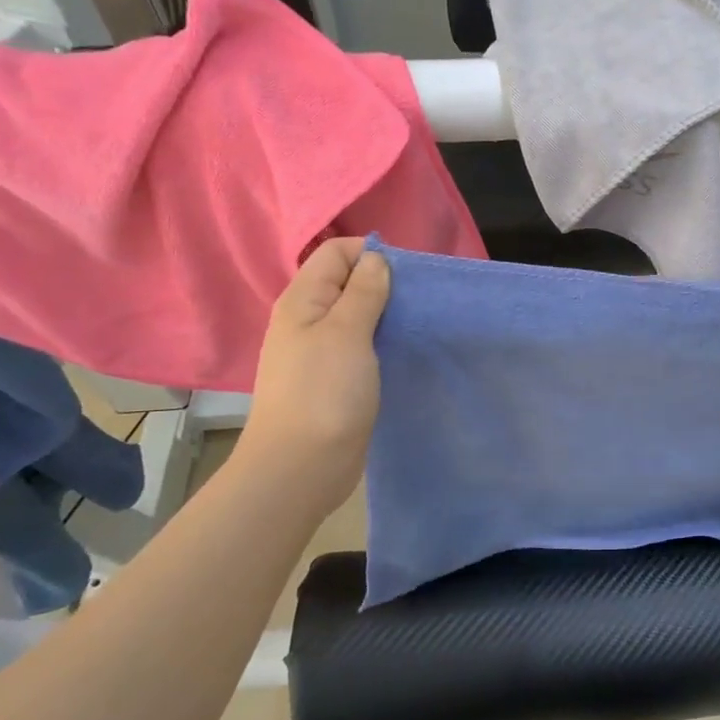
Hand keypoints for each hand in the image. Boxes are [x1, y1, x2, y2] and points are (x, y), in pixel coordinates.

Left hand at [233, 238, 390, 508]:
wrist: (301, 467)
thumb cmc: (324, 393)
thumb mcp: (347, 333)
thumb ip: (363, 292)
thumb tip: (376, 260)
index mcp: (303, 301)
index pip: (336, 252)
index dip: (371, 254)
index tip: (407, 276)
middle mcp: (308, 319)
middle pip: (347, 282)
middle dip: (384, 283)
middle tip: (418, 302)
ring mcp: (320, 351)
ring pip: (357, 315)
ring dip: (386, 314)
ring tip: (416, 325)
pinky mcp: (335, 378)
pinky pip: (361, 345)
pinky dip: (382, 341)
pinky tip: (402, 352)